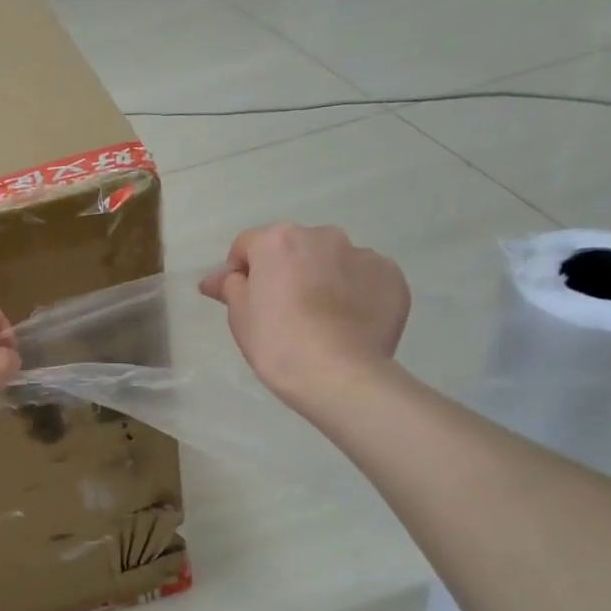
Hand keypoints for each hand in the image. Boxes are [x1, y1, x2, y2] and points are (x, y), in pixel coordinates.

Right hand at [200, 224, 410, 407]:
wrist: (339, 375)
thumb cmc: (278, 344)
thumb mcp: (240, 317)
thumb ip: (230, 287)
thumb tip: (218, 278)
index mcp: (278, 241)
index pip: (248, 246)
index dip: (240, 271)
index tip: (243, 299)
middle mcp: (322, 235)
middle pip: (294, 248)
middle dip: (287, 271)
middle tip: (283, 311)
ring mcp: (361, 254)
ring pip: (333, 261)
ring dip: (323, 279)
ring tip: (322, 319)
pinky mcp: (391, 276)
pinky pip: (365, 279)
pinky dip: (356, 293)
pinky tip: (349, 323)